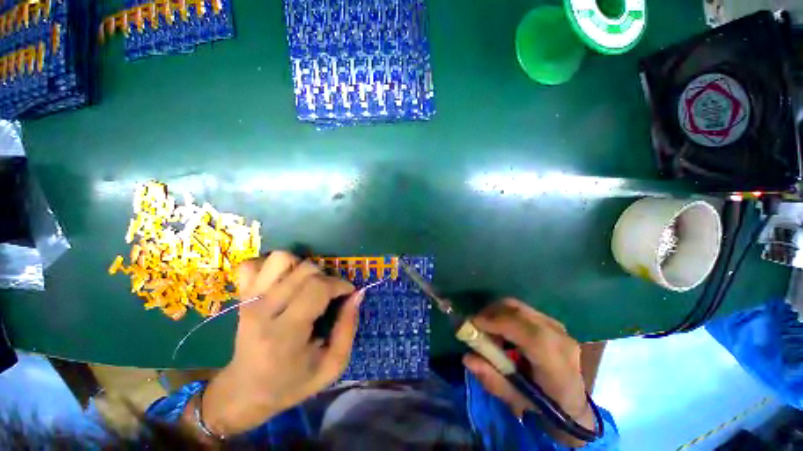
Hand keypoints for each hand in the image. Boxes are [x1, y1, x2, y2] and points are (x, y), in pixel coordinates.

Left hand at [194, 252, 363, 436]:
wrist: (244, 392)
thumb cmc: (291, 383)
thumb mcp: (331, 366)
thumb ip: (348, 328)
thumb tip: (357, 294)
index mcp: (286, 334)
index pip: (318, 288)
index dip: (340, 284)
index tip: (348, 292)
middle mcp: (264, 311)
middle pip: (304, 270)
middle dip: (326, 277)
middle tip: (329, 293)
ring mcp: (249, 300)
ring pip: (281, 258)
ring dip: (301, 266)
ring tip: (307, 284)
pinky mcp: (241, 296)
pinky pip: (252, 264)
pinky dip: (269, 265)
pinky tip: (281, 280)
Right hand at [462, 298, 593, 446]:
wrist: (573, 400)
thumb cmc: (545, 405)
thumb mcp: (517, 400)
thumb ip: (492, 379)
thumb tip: (467, 358)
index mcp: (557, 365)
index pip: (529, 335)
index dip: (498, 324)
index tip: (472, 324)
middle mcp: (560, 338)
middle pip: (518, 312)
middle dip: (490, 314)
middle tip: (475, 326)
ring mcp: (557, 326)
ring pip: (518, 307)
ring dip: (496, 313)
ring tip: (488, 330)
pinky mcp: (551, 320)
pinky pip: (521, 309)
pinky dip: (505, 314)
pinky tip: (501, 329)